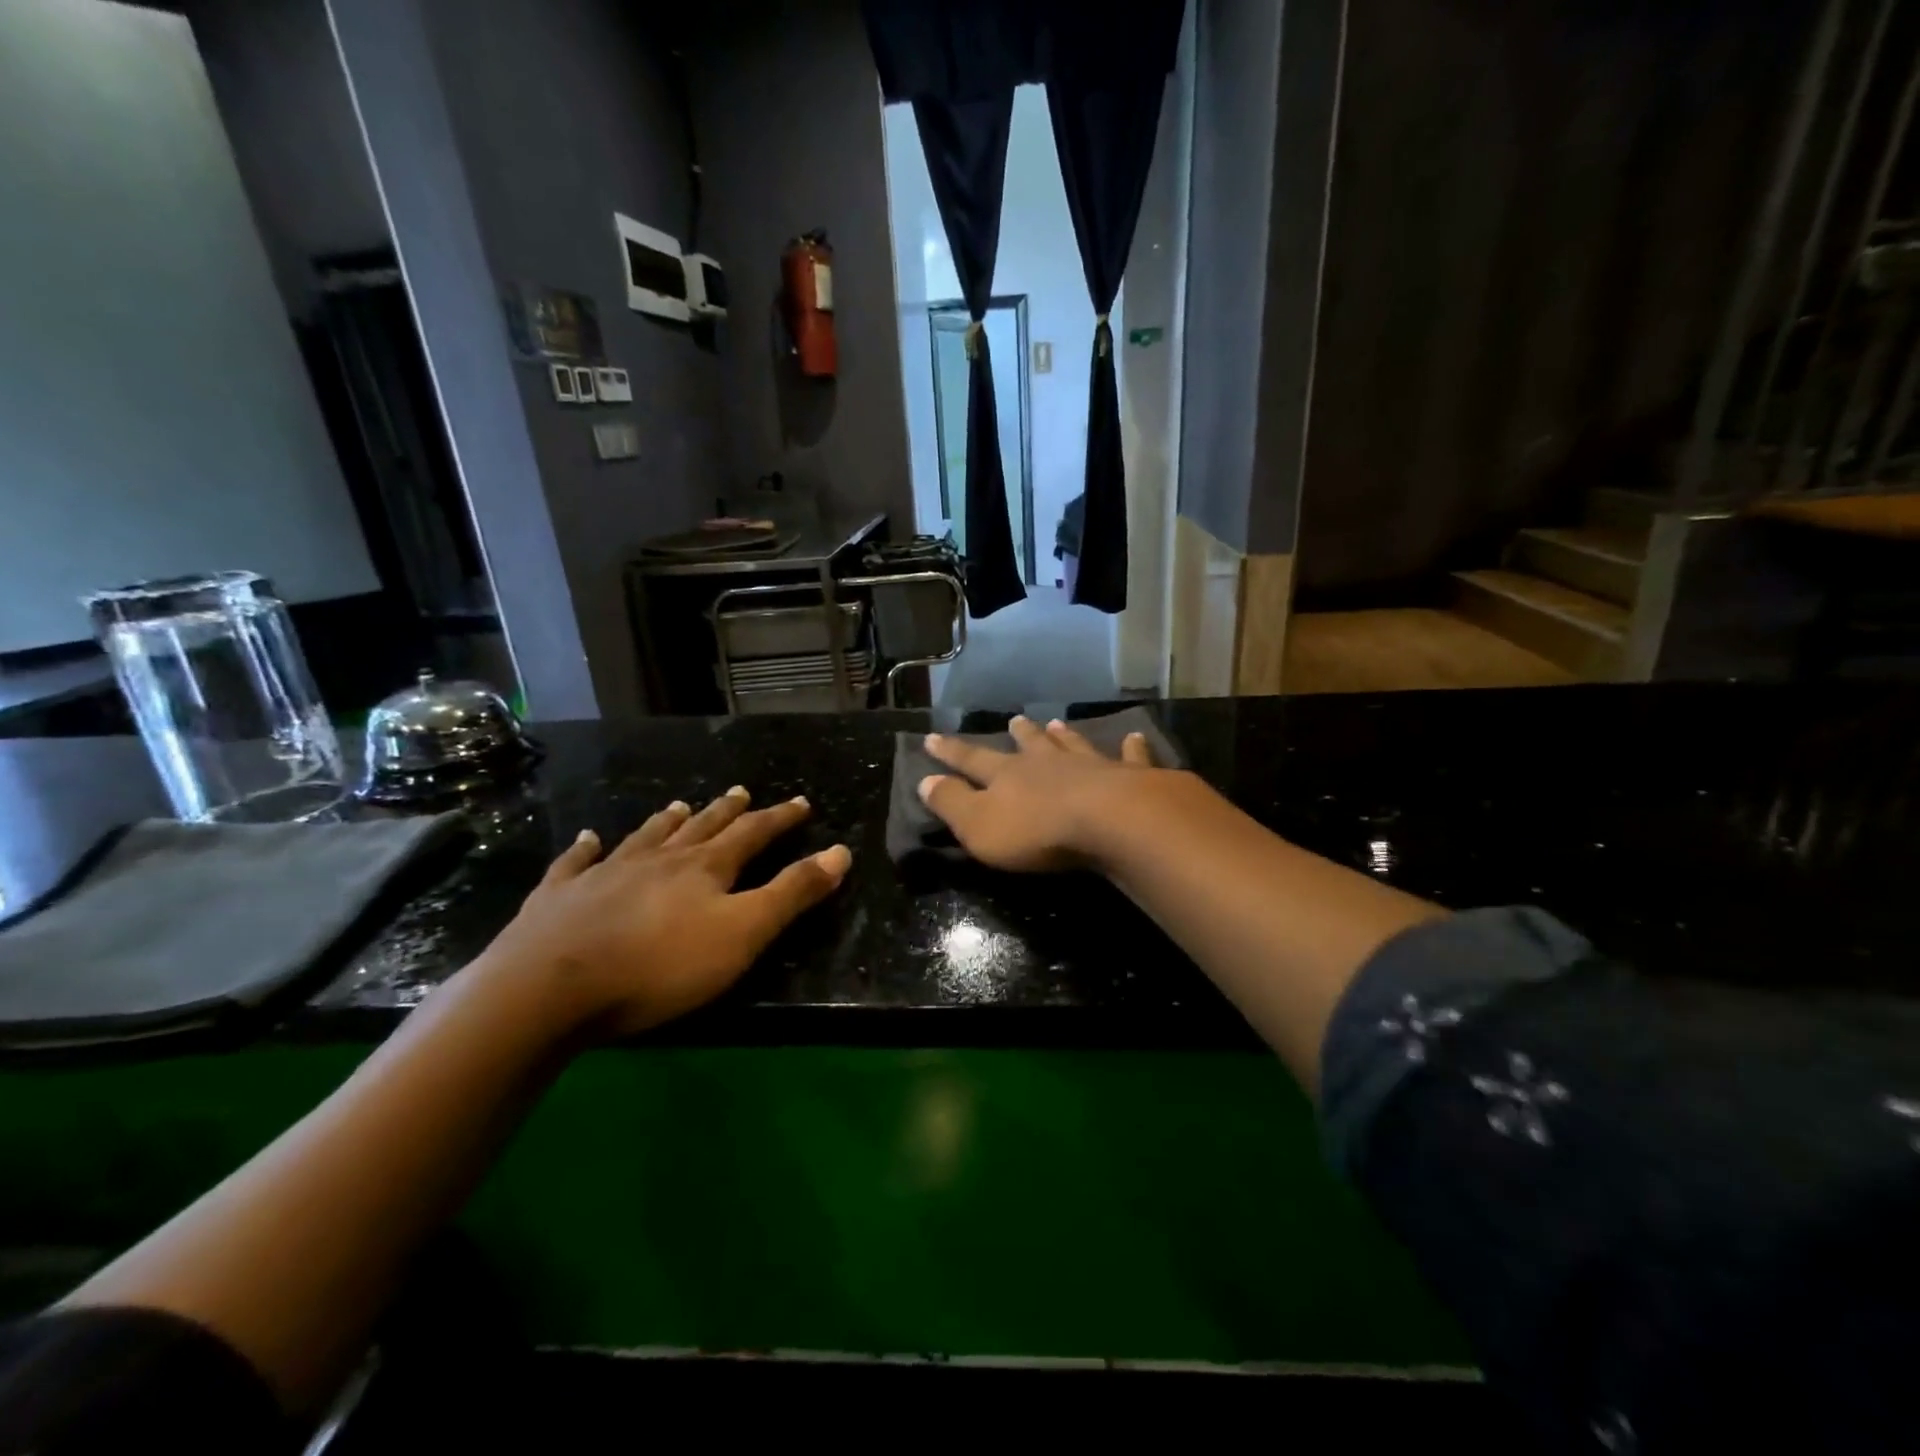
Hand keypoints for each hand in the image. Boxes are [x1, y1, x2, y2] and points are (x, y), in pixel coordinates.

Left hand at [484, 788, 849, 1035]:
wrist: (549, 989)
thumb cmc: (660, 966)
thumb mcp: (743, 934)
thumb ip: (792, 893)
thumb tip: (840, 852)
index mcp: (704, 868)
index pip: (752, 834)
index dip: (779, 818)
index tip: (801, 803)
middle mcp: (658, 859)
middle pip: (701, 828)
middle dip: (727, 811)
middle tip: (742, 791)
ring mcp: (605, 874)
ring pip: (645, 837)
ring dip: (667, 821)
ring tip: (680, 805)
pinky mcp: (559, 897)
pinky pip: (576, 863)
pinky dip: (585, 849)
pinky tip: (587, 839)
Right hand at [918, 715, 1169, 871]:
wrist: (1110, 823)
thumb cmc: (1037, 831)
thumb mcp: (978, 825)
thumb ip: (952, 803)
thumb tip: (925, 781)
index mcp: (1008, 775)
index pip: (971, 759)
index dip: (950, 751)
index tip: (931, 737)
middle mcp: (1048, 763)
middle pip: (1030, 745)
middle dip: (1019, 735)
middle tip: (1014, 720)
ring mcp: (1091, 766)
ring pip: (1073, 745)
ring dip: (1064, 735)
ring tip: (1058, 724)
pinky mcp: (1130, 777)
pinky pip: (1130, 757)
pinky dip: (1132, 747)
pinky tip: (1134, 737)